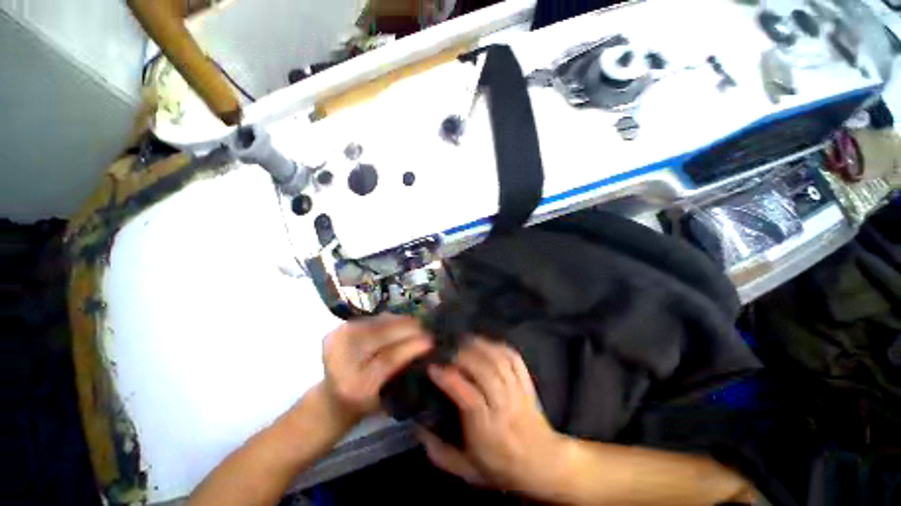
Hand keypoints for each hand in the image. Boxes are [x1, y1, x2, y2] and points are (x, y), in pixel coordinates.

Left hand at [322, 314, 432, 424]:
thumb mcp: (387, 397)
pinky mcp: (335, 331)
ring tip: (417, 323)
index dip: (410, 347)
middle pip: (378, 336)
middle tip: (426, 327)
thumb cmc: (365, 404)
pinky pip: (370, 320)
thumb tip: (426, 345)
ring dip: (400, 321)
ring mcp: (334, 342)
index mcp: (353, 386)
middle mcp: (338, 361)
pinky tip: (401, 321)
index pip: (386, 359)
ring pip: (376, 324)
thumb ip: (404, 371)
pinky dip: (388, 320)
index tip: (430, 340)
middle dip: (407, 328)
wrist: (333, 399)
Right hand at [418, 339, 567, 494]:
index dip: (450, 379)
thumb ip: (440, 452)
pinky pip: (514, 358)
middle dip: (464, 357)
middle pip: (485, 373)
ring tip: (464, 341)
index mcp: (488, 430)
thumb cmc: (502, 467)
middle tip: (447, 351)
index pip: (469, 397)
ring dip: (480, 347)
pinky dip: (499, 347)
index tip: (433, 368)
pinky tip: (486, 344)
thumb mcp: (467, 469)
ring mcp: (518, 391)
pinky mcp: (526, 382)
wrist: (543, 464)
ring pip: (500, 361)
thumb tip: (418, 430)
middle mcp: (504, 407)